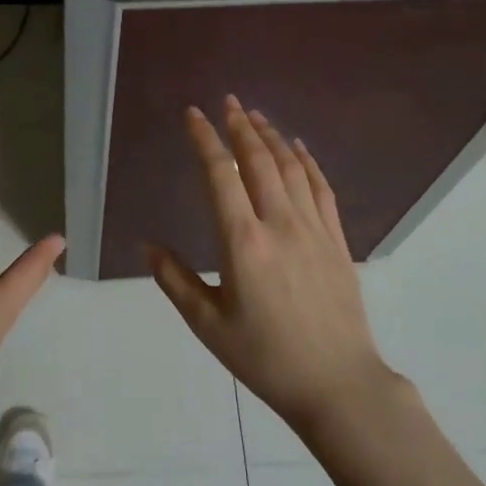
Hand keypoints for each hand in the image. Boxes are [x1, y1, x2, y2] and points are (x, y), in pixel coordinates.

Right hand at [146, 95, 393, 435]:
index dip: (205, 140)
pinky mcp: (336, 239)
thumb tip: (147, 245)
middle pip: (258, 160)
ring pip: (291, 167)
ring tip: (256, 115)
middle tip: (228, 102)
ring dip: (272, 136)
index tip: (193, 114)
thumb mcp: (208, 325)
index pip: (220, 175)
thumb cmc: (265, 358)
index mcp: (243, 242)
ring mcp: (313, 228)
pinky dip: (307, 161)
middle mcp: (279, 223)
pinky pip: (321, 187)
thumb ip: (175, 280)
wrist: (337, 383)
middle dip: (240, 126)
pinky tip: (298, 148)